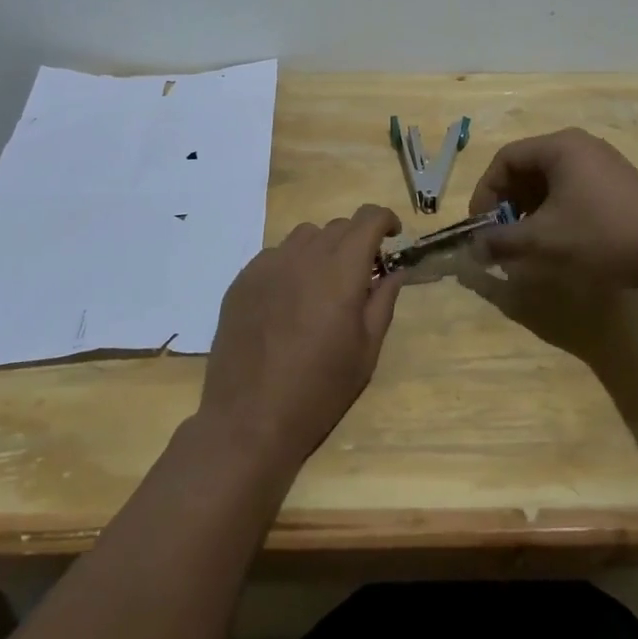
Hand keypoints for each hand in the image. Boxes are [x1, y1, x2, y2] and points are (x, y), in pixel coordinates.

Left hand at [196, 206, 403, 474]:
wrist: (248, 420)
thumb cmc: (319, 391)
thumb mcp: (366, 351)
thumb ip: (383, 302)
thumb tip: (394, 271)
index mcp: (341, 271)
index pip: (368, 218)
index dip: (385, 219)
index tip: (392, 236)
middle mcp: (305, 256)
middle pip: (338, 226)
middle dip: (356, 240)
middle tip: (360, 274)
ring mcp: (269, 265)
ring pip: (305, 236)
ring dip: (323, 249)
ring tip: (323, 285)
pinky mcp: (243, 279)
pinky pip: (275, 255)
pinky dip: (292, 265)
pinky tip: (289, 301)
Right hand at [468, 128, 637, 289]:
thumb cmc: (600, 236)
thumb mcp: (543, 240)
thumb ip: (502, 241)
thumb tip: (474, 247)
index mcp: (559, 147)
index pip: (506, 159)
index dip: (486, 192)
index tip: (480, 226)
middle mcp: (580, 145)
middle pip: (528, 167)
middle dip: (509, 203)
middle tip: (502, 236)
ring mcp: (603, 162)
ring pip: (551, 180)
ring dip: (531, 209)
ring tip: (527, 242)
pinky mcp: (619, 183)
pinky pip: (573, 189)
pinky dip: (556, 210)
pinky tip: (559, 240)